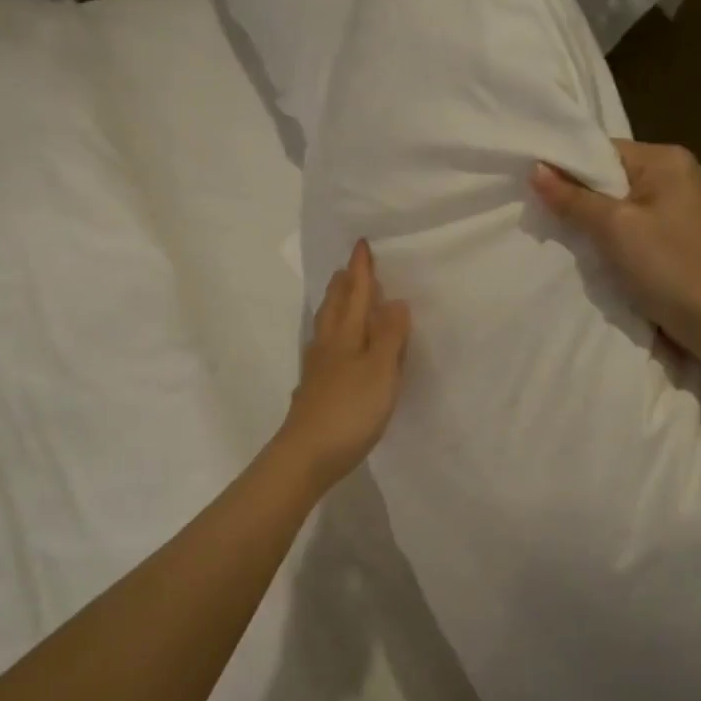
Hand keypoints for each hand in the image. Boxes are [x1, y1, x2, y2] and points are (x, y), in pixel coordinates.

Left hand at [276, 239, 410, 488]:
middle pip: (335, 307)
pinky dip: (332, 336)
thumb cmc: (349, 411)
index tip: (360, 245)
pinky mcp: (314, 391)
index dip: (360, 271)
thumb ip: (389, 337)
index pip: (356, 294)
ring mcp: (317, 370)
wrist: (306, 455)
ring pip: (326, 328)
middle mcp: (327, 346)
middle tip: (348, 268)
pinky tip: (331, 350)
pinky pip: (324, 350)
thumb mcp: (380, 371)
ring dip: (335, 307)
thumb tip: (394, 301)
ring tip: (340, 299)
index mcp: (346, 336)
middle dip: (343, 285)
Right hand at [532, 141, 700, 354]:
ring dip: (592, 220)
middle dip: (577, 196)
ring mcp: (679, 206)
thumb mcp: (613, 228)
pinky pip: (631, 224)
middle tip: (541, 215)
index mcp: (667, 159)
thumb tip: (536, 169)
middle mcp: (676, 174)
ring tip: (561, 235)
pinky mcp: (675, 235)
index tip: (533, 188)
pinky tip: (593, 252)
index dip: (567, 167)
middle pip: (610, 176)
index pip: (603, 150)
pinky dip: (610, 236)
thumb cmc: (666, 266)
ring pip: (618, 203)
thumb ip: (573, 198)